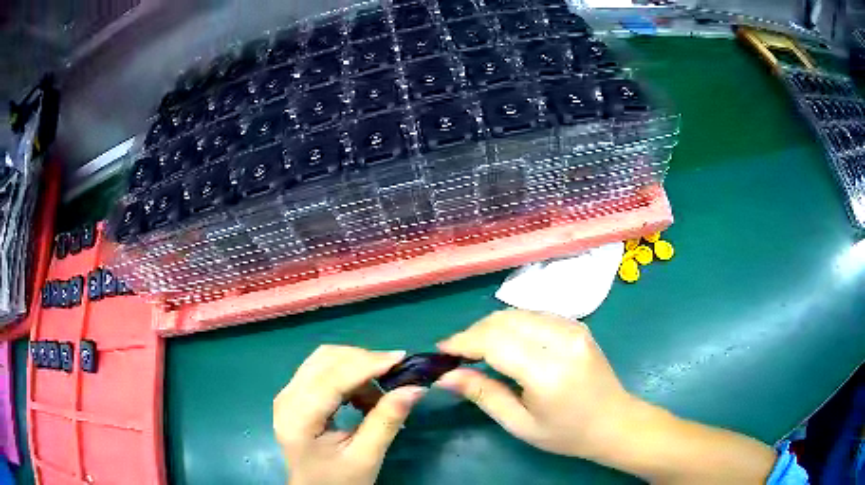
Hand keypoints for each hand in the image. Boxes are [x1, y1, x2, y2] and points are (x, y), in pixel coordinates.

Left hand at [274, 345, 426, 484]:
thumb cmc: (339, 481)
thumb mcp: (366, 457)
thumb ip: (387, 421)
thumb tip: (414, 388)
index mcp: (298, 417)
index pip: (332, 378)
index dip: (367, 364)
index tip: (401, 358)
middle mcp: (287, 398)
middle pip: (325, 360)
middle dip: (363, 361)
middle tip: (395, 376)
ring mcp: (288, 395)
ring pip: (324, 360)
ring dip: (356, 367)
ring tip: (380, 394)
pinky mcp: (295, 396)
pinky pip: (322, 371)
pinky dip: (347, 375)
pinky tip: (363, 397)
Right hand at [436, 309, 633, 459]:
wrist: (615, 422)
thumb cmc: (567, 433)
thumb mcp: (520, 424)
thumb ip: (483, 395)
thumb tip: (446, 376)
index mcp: (548, 371)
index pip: (495, 342)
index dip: (464, 342)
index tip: (441, 350)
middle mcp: (562, 340)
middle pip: (505, 321)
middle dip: (474, 332)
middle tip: (457, 353)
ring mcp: (573, 328)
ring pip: (518, 313)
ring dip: (491, 327)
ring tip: (476, 349)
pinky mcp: (577, 325)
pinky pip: (534, 315)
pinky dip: (512, 325)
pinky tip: (505, 343)